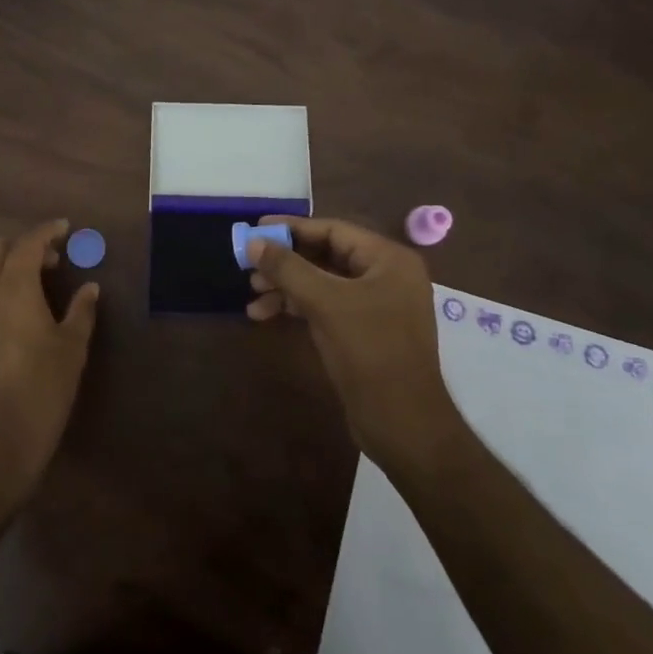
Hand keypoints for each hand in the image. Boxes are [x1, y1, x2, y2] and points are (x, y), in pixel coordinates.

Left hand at [0, 219, 99, 495]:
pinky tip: (16, 305)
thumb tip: (89, 288)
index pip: (27, 244)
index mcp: (13, 287)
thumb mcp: (72, 346)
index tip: (65, 228)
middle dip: (21, 244)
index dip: (46, 231)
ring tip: (32, 281)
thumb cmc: (43, 386)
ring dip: (3, 263)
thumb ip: (81, 311)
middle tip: (51, 260)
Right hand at [247, 216, 459, 465]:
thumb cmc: (370, 353)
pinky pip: (327, 306)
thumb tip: (253, 242)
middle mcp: (386, 275)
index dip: (292, 228)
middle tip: (249, 267)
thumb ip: (288, 268)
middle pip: (326, 255)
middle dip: (286, 262)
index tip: (255, 230)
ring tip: (253, 295)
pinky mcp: (365, 331)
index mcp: (388, 259)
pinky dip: (298, 307)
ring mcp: (377, 305)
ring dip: (287, 286)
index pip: (333, 230)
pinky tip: (266, 314)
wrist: (404, 425)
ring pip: (323, 283)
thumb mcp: (325, 303)